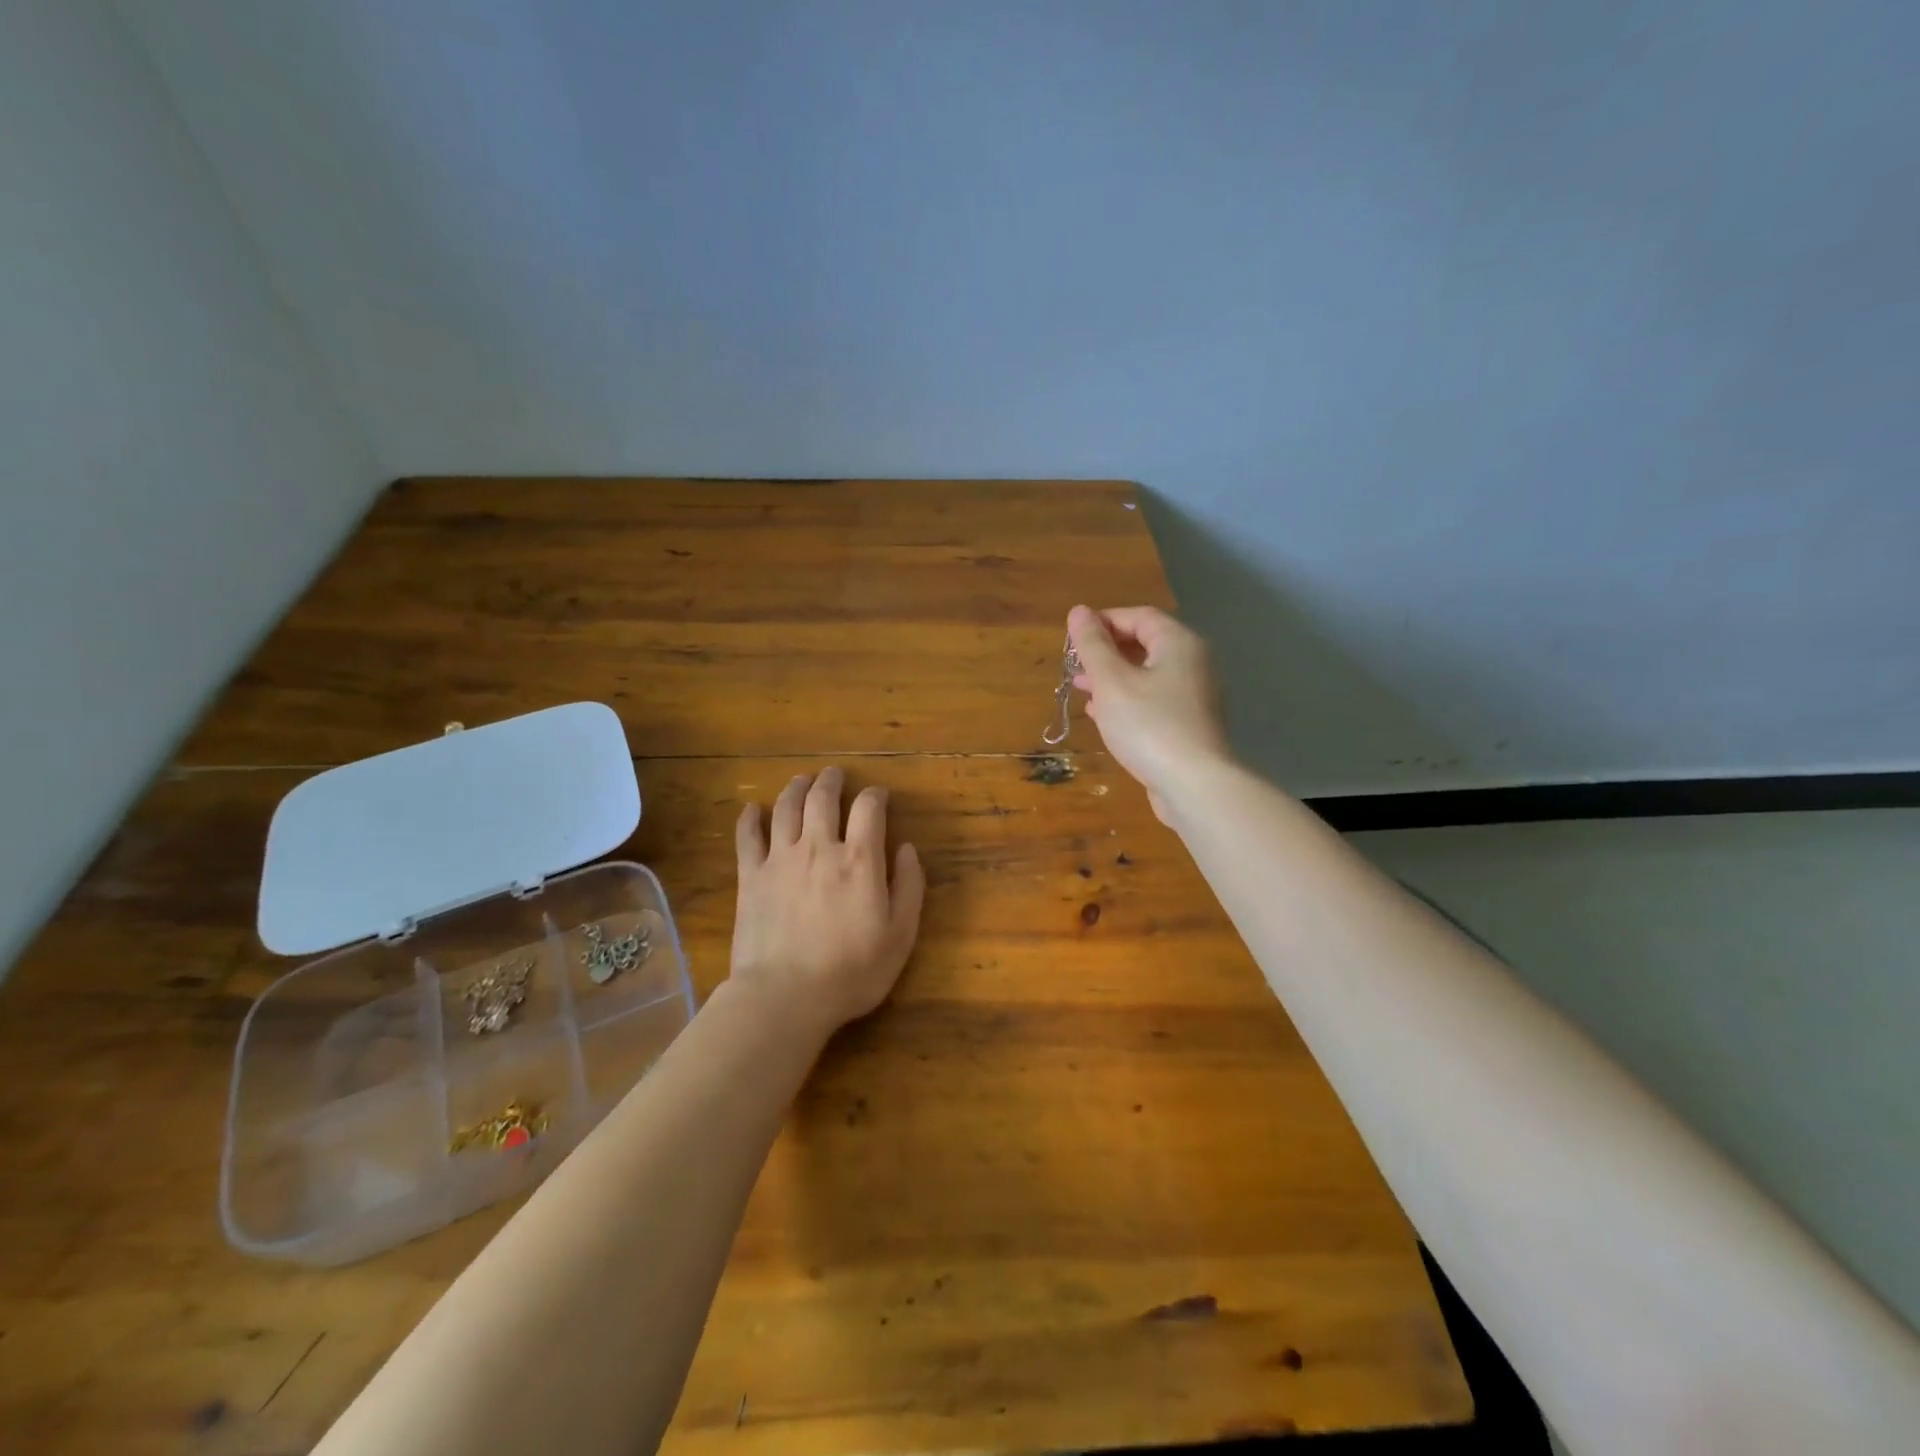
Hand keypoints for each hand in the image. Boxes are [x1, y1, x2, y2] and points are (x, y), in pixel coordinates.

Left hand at [730, 767, 925, 1034]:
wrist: (785, 996)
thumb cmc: (851, 971)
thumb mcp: (900, 936)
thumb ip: (909, 887)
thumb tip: (907, 849)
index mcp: (860, 859)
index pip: (869, 808)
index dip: (876, 795)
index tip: (879, 796)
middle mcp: (819, 847)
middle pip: (823, 797)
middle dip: (832, 780)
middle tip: (835, 774)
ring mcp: (780, 859)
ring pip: (786, 807)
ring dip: (796, 788)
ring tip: (802, 781)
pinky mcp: (750, 876)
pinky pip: (747, 836)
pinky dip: (749, 818)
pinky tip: (752, 809)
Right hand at [1068, 604, 1233, 821]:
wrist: (1194, 785)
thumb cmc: (1149, 725)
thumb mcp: (1112, 682)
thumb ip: (1093, 645)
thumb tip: (1079, 611)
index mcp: (1179, 643)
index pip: (1139, 616)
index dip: (1103, 621)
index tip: (1072, 638)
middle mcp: (1193, 663)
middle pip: (1145, 644)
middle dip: (1106, 652)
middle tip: (1074, 665)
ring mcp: (1194, 696)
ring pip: (1147, 675)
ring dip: (1112, 678)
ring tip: (1081, 688)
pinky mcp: (1188, 724)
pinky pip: (1153, 701)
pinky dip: (1127, 700)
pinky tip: (1101, 714)